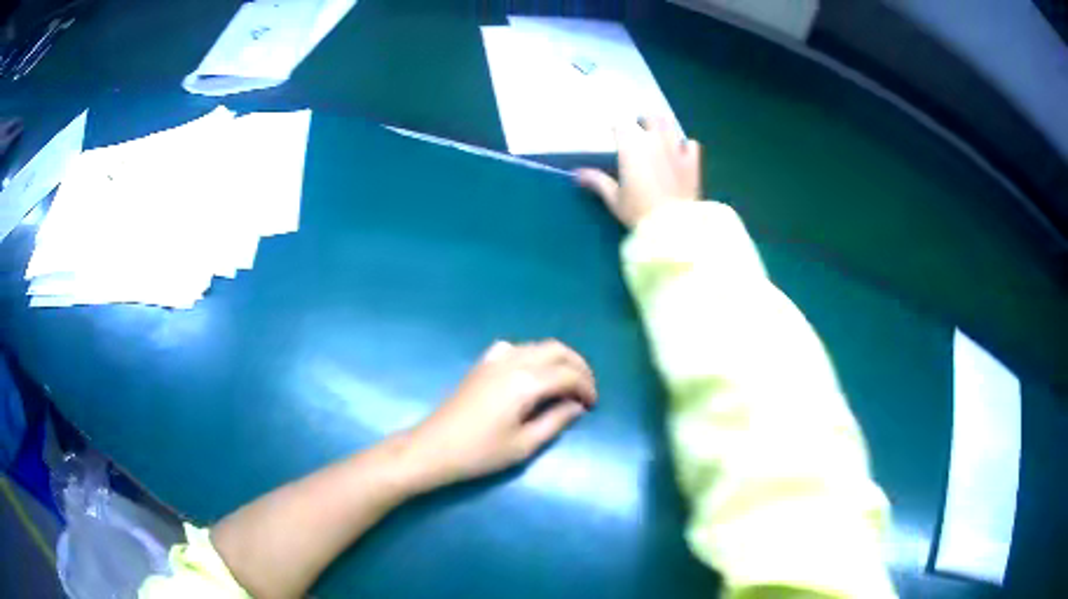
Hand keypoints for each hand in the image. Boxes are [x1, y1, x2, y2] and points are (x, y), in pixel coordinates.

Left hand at [404, 340, 596, 489]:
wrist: (434, 448)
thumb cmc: (480, 453)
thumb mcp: (524, 445)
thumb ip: (555, 421)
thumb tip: (576, 406)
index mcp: (526, 382)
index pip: (568, 374)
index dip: (586, 387)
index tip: (592, 406)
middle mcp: (513, 362)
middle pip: (557, 350)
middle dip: (578, 366)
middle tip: (585, 390)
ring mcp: (494, 359)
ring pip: (537, 345)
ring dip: (558, 359)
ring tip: (565, 383)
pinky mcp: (481, 364)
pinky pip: (515, 348)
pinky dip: (532, 355)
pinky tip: (531, 374)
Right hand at [575, 116, 701, 227]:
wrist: (673, 226)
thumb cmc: (638, 212)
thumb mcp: (614, 199)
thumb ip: (597, 181)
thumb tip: (577, 173)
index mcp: (632, 148)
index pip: (621, 126)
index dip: (616, 128)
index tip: (613, 133)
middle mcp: (654, 142)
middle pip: (648, 119)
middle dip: (642, 121)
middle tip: (638, 129)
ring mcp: (676, 150)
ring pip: (669, 125)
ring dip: (662, 127)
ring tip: (658, 135)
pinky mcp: (693, 162)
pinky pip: (691, 144)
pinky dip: (685, 145)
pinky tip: (681, 152)